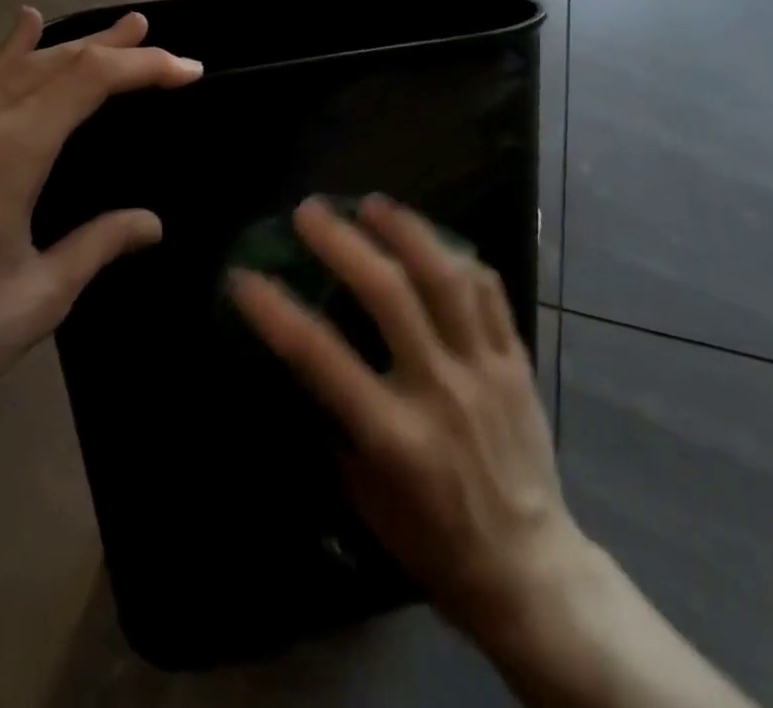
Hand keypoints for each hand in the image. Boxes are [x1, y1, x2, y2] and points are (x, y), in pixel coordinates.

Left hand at [0, 7, 201, 410]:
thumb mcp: (41, 294)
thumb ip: (99, 245)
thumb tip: (151, 223)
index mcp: (10, 151)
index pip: (89, 80)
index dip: (144, 67)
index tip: (188, 70)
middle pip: (56, 61)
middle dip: (112, 46)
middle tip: (153, 34)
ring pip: (18, 65)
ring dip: (70, 43)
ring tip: (112, 29)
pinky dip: (12, 52)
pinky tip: (21, 30)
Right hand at [228, 196, 585, 647]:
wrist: (528, 568)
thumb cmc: (432, 540)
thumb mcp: (365, 498)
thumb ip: (336, 424)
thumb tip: (306, 361)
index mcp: (394, 436)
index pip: (321, 357)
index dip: (275, 311)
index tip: (245, 276)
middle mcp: (439, 389)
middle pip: (388, 294)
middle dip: (343, 243)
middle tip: (310, 211)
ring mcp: (485, 368)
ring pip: (446, 277)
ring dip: (405, 231)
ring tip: (372, 204)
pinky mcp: (517, 359)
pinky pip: (489, 291)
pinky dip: (459, 258)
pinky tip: (434, 240)